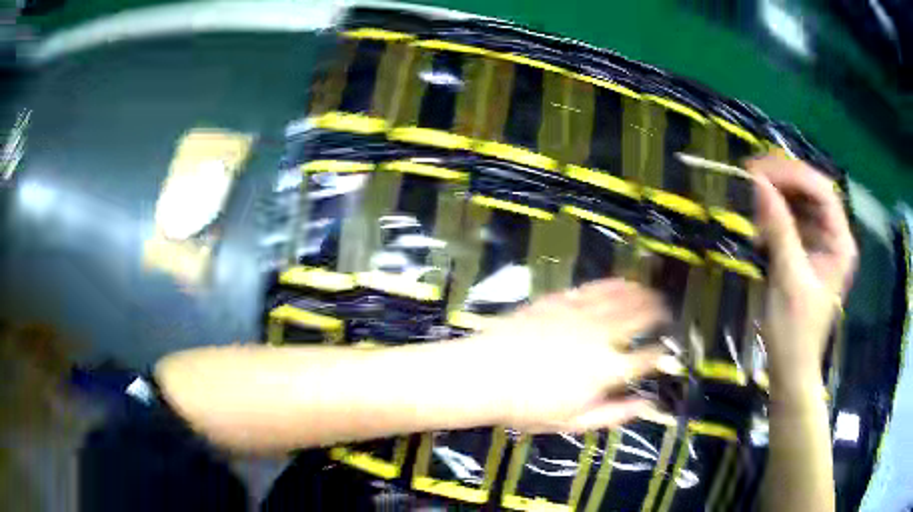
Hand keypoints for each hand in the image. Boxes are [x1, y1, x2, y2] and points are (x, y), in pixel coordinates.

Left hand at [467, 279, 667, 432]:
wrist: (486, 375)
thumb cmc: (528, 406)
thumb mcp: (574, 421)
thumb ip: (615, 413)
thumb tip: (647, 405)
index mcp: (608, 370)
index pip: (647, 358)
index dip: (661, 354)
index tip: (666, 352)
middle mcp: (602, 336)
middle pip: (641, 319)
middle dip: (660, 315)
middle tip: (666, 314)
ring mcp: (582, 314)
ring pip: (623, 298)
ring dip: (643, 294)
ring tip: (653, 294)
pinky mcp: (563, 300)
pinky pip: (596, 287)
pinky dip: (615, 284)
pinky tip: (623, 282)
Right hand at [750, 154, 857, 393]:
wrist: (790, 370)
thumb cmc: (795, 332)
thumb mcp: (788, 279)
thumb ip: (779, 229)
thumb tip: (759, 184)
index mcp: (841, 243)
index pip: (822, 192)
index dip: (794, 175)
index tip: (762, 170)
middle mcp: (834, 238)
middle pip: (812, 193)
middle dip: (784, 180)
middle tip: (752, 174)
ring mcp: (820, 246)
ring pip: (801, 205)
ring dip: (777, 196)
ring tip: (752, 192)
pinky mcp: (806, 254)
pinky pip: (792, 222)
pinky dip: (775, 216)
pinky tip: (759, 219)